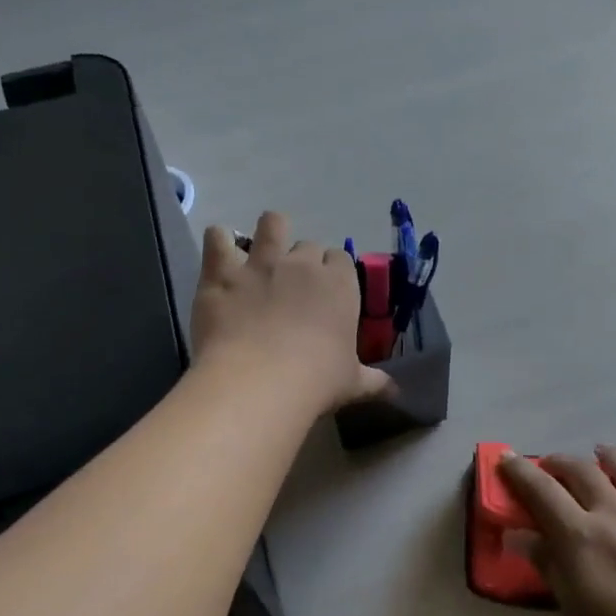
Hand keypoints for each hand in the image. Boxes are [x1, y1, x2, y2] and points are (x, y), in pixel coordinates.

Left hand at [193, 211, 391, 415]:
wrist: (258, 382)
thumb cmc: (316, 382)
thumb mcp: (353, 384)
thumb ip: (375, 382)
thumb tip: (396, 392)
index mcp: (339, 284)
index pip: (341, 259)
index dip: (333, 273)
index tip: (327, 293)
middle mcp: (303, 264)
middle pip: (307, 244)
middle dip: (302, 260)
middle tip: (293, 288)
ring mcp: (261, 263)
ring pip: (271, 223)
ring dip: (268, 234)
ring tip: (260, 255)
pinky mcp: (223, 272)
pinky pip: (218, 237)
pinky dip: (220, 242)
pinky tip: (221, 258)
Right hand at [499, 446, 615, 615]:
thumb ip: (552, 569)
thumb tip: (523, 537)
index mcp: (581, 537)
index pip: (541, 490)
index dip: (518, 471)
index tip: (504, 459)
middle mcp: (614, 514)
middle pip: (580, 471)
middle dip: (556, 463)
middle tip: (544, 468)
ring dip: (603, 455)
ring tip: (597, 455)